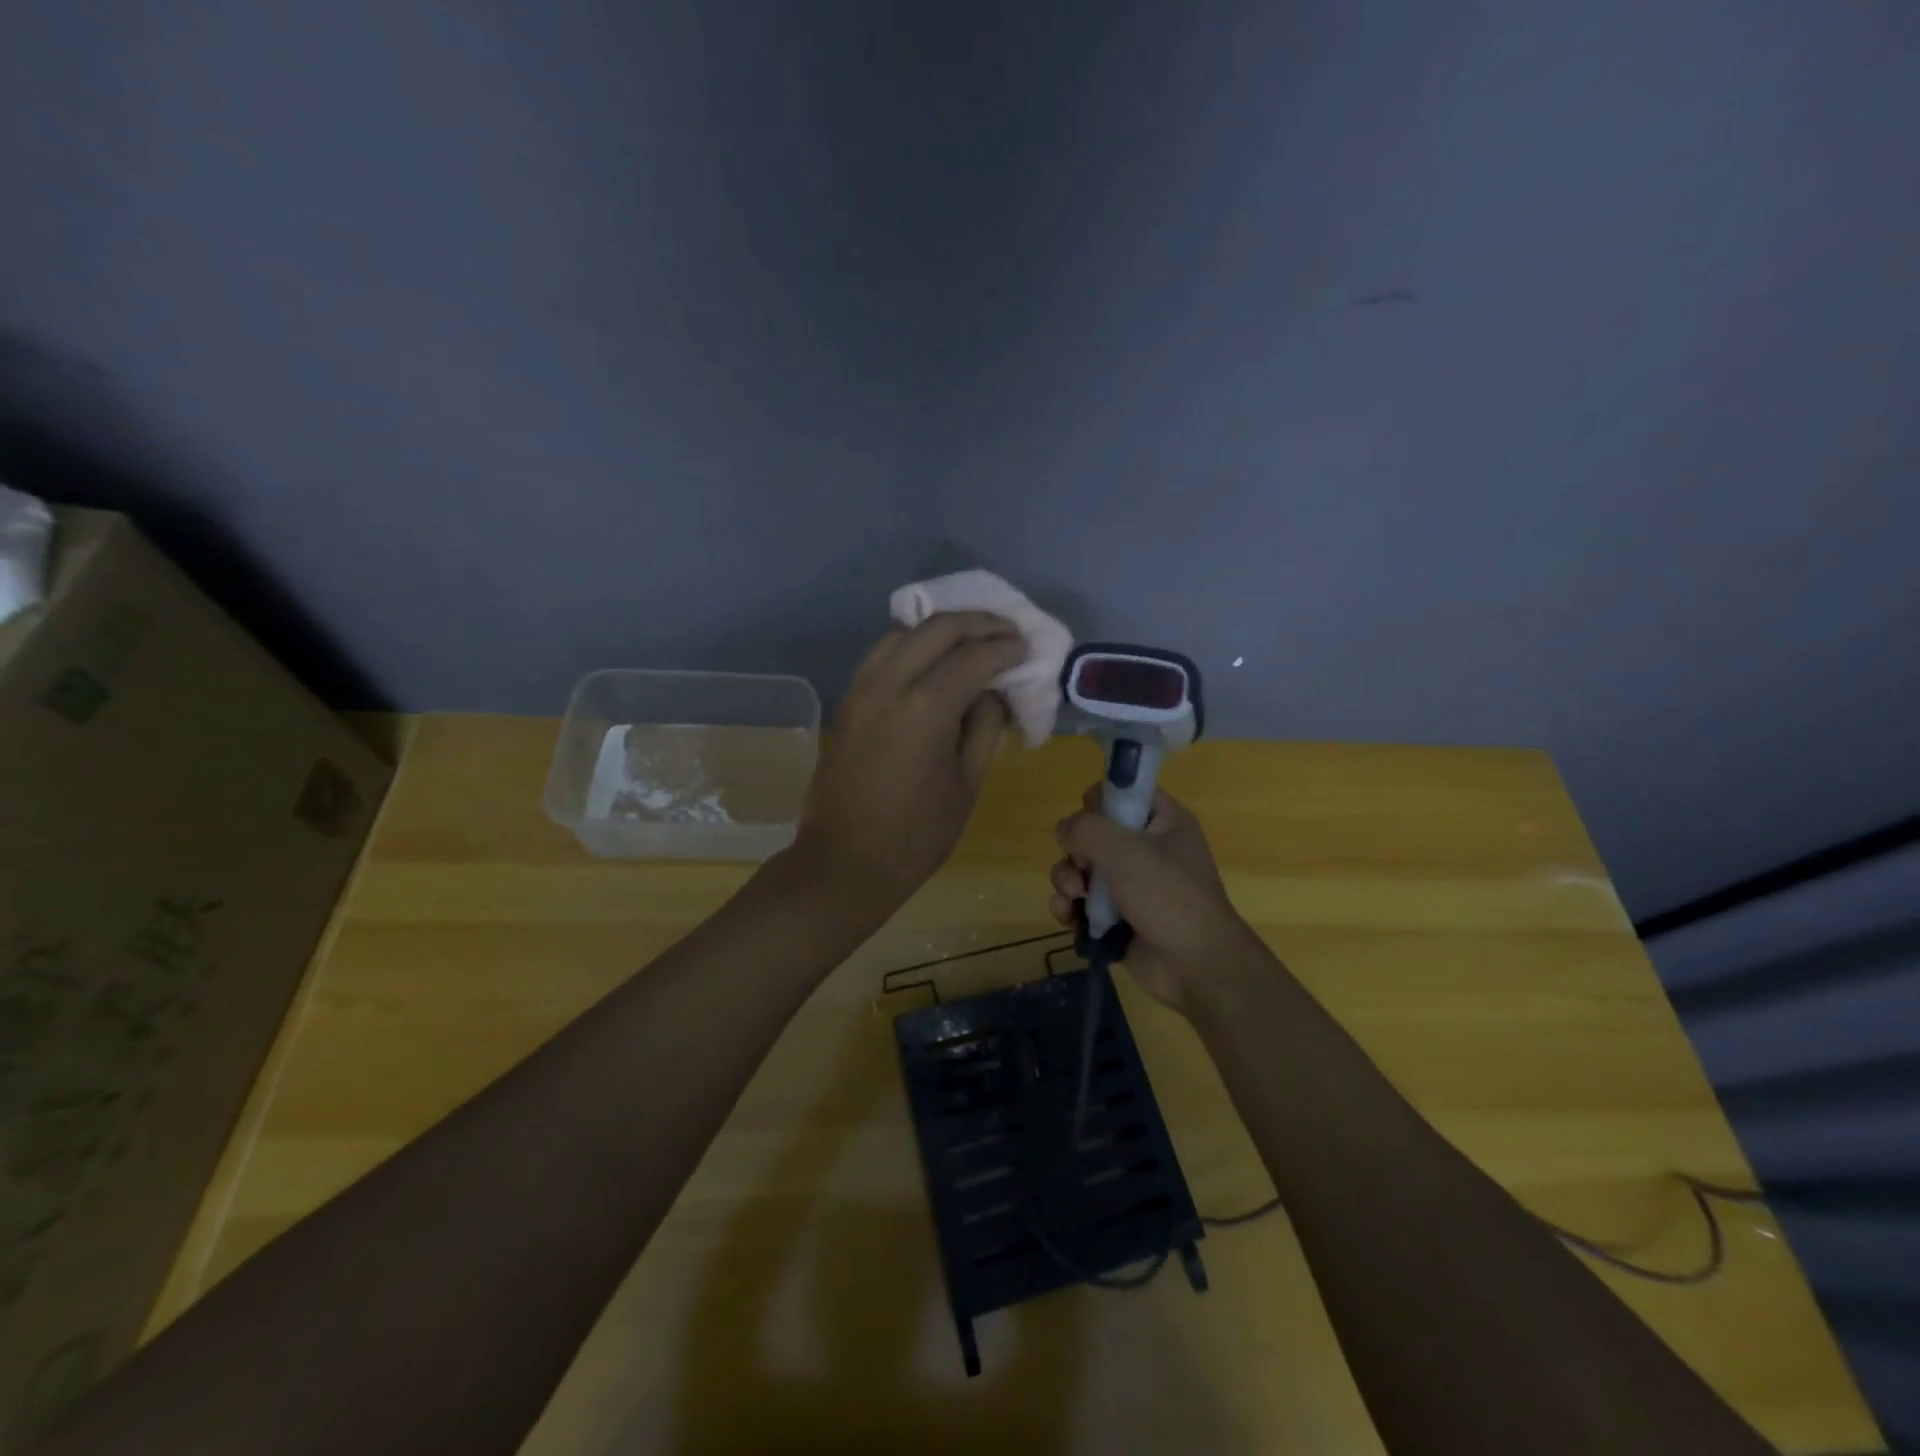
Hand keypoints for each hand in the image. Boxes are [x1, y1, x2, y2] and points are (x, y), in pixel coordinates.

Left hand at [792, 613, 1022, 909]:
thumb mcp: (967, 784)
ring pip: (904, 632)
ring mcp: (861, 688)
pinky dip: (913, 645)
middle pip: (937, 627)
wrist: (843, 863)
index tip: (1028, 647)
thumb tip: (991, 691)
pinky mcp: (848, 701)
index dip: (1007, 647)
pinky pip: (883, 654)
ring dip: (942, 629)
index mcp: (926, 707)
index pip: (975, 655)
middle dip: (978, 622)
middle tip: (1007, 632)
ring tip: (973, 640)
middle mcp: (889, 683)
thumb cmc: (916, 835)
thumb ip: (985, 727)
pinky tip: (934, 661)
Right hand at [1047, 785, 1263, 1012]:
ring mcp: (1131, 885)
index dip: (1100, 802)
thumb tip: (1064, 829)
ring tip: (1071, 896)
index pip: (1124, 793)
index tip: (1089, 821)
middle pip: (1094, 833)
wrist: (1196, 967)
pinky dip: (1070, 907)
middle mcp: (1148, 849)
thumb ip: (1087, 829)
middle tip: (1080, 868)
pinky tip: (1066, 916)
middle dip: (1075, 850)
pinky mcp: (1117, 917)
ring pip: (1082, 869)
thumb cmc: (1168, 896)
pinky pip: (1082, 903)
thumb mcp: (1126, 850)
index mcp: (1163, 822)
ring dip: (1067, 880)